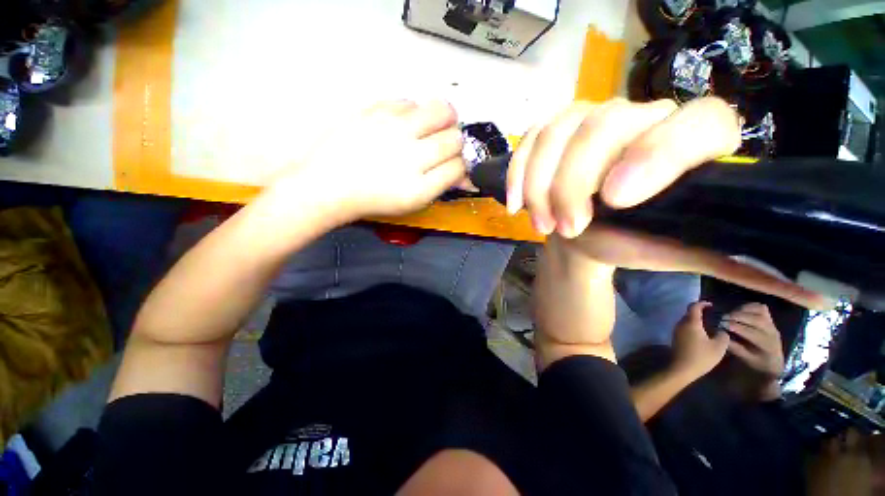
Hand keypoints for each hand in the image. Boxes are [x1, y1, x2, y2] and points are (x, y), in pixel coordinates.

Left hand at [270, 100, 466, 221]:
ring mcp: (394, 129)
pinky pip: (411, 102)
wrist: (330, 184)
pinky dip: (415, 112)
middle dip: (455, 143)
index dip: (461, 166)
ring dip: (442, 121)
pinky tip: (404, 124)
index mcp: (419, 187)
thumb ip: (441, 186)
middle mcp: (411, 156)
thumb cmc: (374, 199)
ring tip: (428, 130)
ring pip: (442, 110)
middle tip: (442, 147)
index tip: (453, 166)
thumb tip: (466, 176)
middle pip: (455, 138)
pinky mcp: (376, 110)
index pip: (459, 166)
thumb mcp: (412, 202)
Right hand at [518, 98, 825, 365]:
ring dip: (541, 182)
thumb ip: (739, 262)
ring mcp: (590, 119)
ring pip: (560, 129)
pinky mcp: (553, 133)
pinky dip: (519, 170)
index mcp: (689, 145)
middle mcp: (641, 118)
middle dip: (574, 182)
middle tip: (567, 227)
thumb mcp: (681, 251)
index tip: (616, 200)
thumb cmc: (632, 242)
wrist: (586, 234)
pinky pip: (531, 137)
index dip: (659, 152)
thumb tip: (820, 291)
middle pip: (605, 123)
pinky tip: (515, 202)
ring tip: (542, 223)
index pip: (700, 120)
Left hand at [671, 302, 729, 379]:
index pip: (694, 307)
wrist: (682, 368)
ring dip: (696, 320)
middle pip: (689, 313)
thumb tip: (722, 329)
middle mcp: (681, 323)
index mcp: (691, 323)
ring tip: (709, 325)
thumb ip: (723, 335)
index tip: (711, 305)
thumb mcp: (719, 346)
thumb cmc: (701, 356)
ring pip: (686, 320)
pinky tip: (701, 334)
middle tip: (713, 315)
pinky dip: (692, 327)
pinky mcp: (675, 337)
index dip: (702, 303)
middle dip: (700, 312)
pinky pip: (684, 327)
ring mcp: (676, 330)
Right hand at [722, 303, 784, 399]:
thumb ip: (734, 347)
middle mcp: (772, 333)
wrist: (774, 363)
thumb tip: (721, 334)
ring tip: (730, 314)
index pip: (752, 333)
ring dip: (743, 310)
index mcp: (767, 346)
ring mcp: (772, 325)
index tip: (721, 325)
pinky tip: (739, 310)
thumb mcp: (745, 359)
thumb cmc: (757, 363)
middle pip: (756, 320)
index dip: (736, 327)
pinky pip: (761, 308)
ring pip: (759, 311)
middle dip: (738, 317)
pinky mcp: (770, 320)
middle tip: (722, 317)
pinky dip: (749, 306)